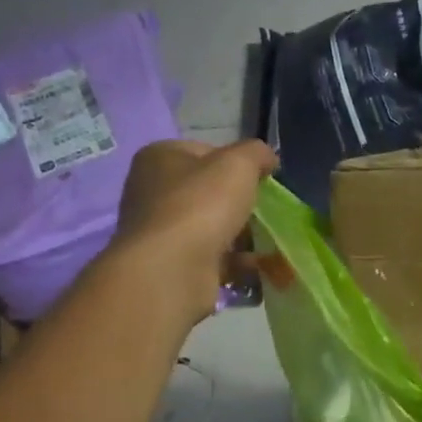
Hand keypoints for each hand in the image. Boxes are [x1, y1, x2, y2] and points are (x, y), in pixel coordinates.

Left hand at [114, 138, 276, 327]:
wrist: (172, 270)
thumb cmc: (201, 205)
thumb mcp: (239, 164)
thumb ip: (257, 153)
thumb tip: (268, 159)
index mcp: (159, 158)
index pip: (206, 151)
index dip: (237, 163)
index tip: (261, 180)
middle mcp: (152, 191)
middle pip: (209, 192)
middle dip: (241, 204)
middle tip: (267, 213)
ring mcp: (160, 232)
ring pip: (212, 227)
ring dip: (241, 236)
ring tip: (269, 243)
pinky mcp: (172, 265)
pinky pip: (212, 258)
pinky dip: (236, 263)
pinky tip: (257, 268)